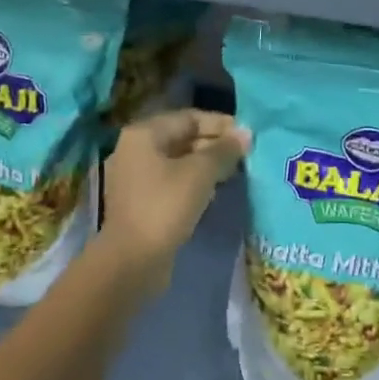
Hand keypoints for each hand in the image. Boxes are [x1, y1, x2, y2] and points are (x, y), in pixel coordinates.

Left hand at [97, 110, 247, 288]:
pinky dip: (192, 183)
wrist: (131, 262)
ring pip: (177, 162)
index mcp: (143, 134)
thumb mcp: (200, 174)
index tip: (247, 135)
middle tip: (244, 155)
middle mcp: (135, 150)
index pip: (189, 117)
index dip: (220, 124)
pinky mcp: (139, 202)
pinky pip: (171, 182)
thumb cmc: (165, 207)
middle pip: (182, 138)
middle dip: (214, 145)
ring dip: (205, 165)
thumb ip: (224, 150)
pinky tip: (214, 192)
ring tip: (234, 172)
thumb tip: (245, 133)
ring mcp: (134, 178)